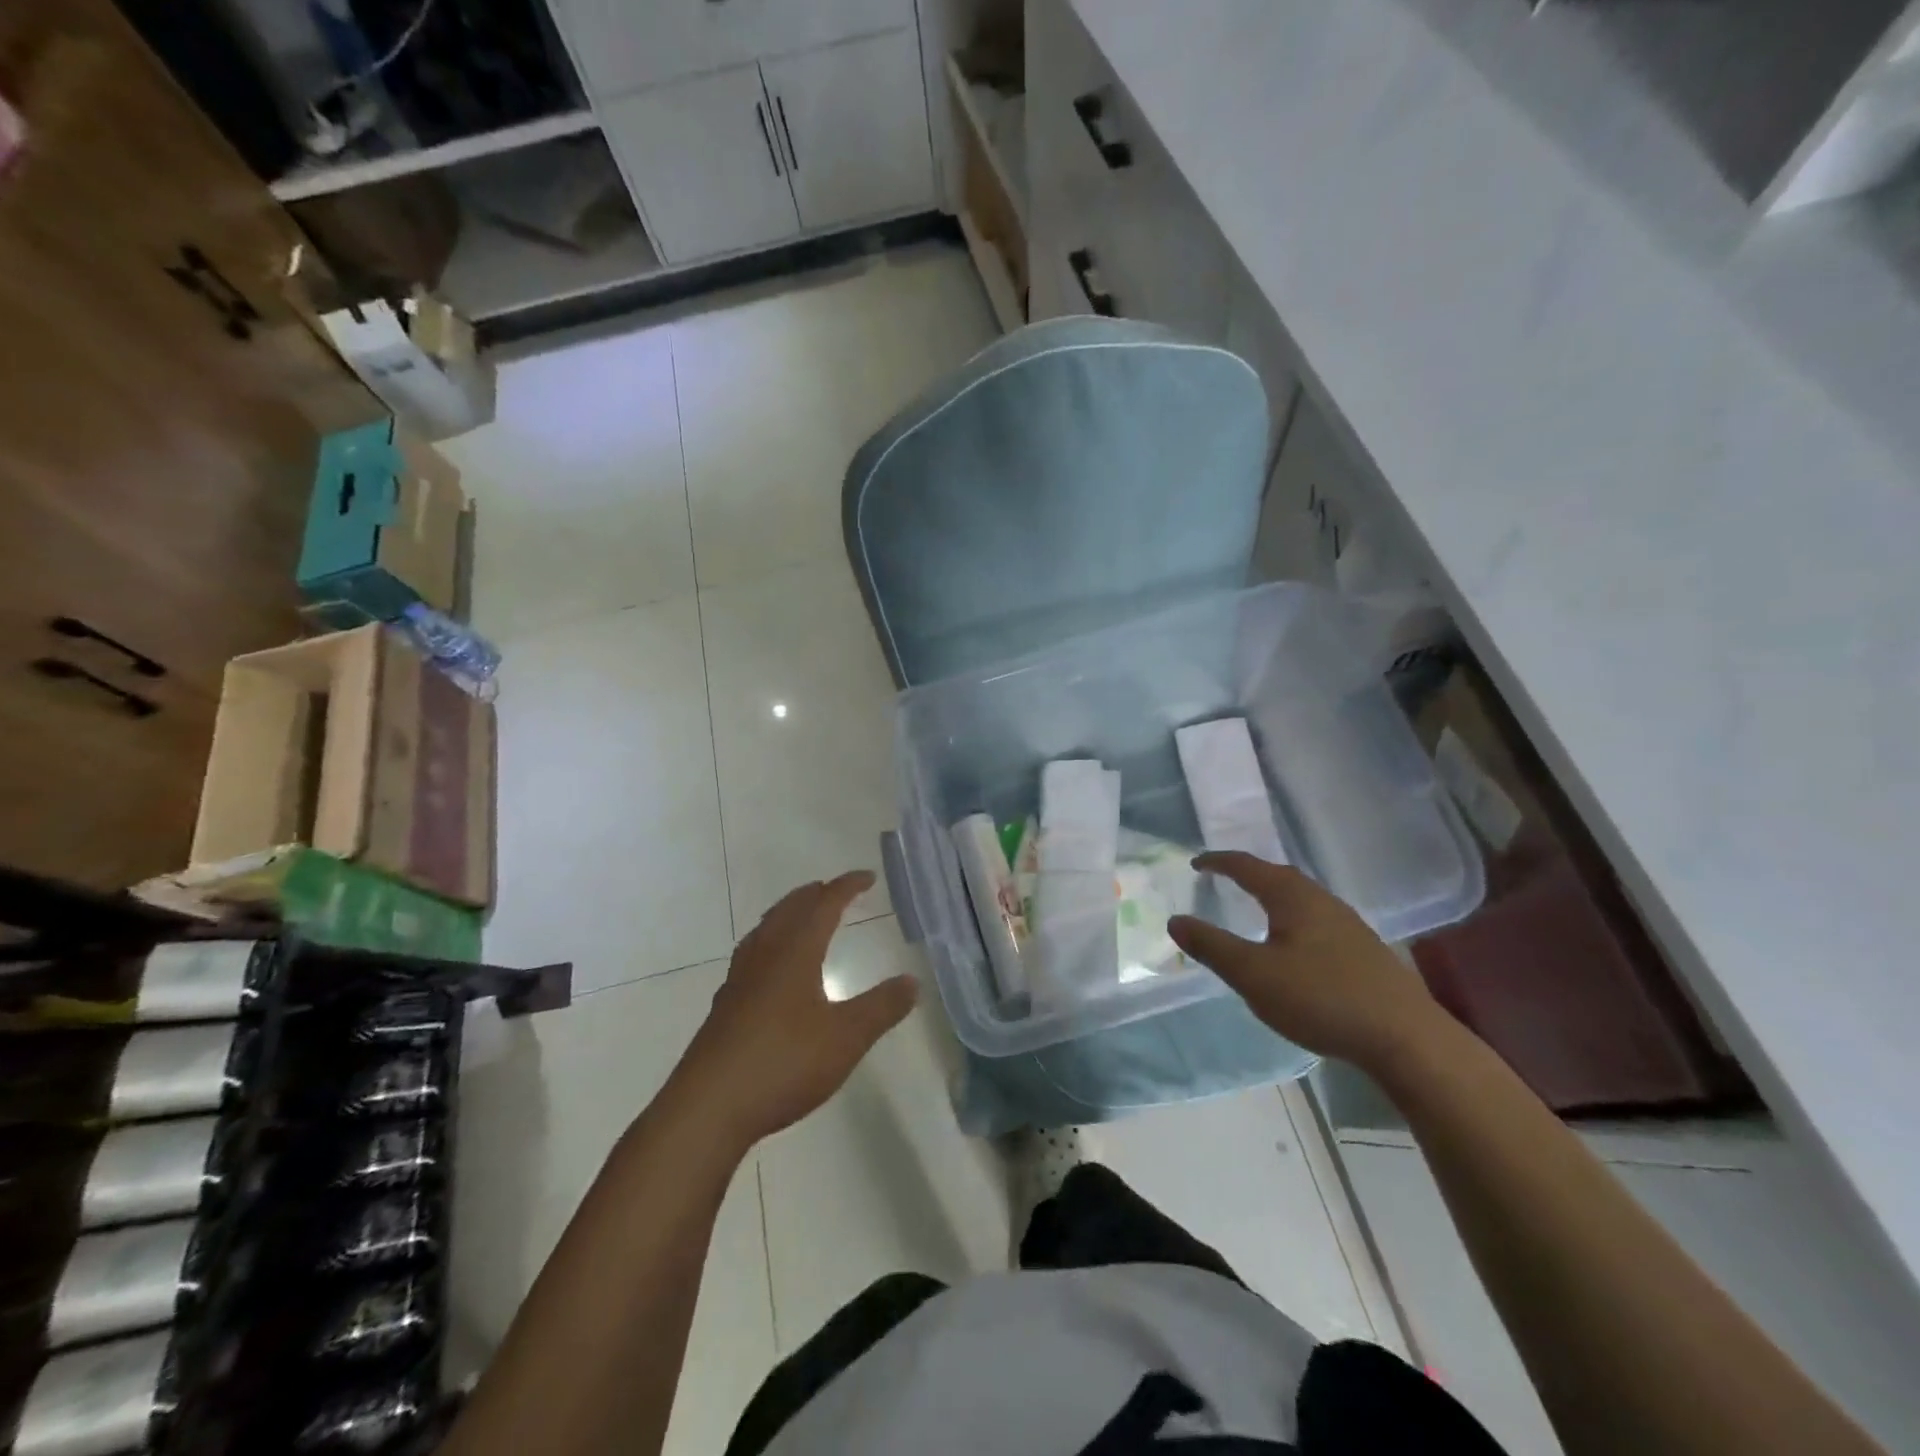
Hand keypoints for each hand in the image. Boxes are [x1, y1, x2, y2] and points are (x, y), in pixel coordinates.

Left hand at [672, 871, 918, 1147]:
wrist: (708, 1108)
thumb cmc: (783, 1062)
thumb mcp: (846, 1037)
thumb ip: (881, 1008)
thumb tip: (912, 980)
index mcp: (794, 952)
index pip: (823, 905)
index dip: (846, 887)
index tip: (867, 877)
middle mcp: (764, 956)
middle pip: (789, 910)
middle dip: (814, 895)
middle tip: (834, 890)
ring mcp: (739, 981)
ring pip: (765, 930)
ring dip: (788, 914)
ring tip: (802, 917)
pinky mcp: (725, 1007)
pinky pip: (752, 955)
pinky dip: (770, 943)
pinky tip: (772, 969)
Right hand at [1167, 851, 1446, 1071]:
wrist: (1406, 1039)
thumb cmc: (1321, 998)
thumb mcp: (1253, 974)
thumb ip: (1212, 946)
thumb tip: (1175, 920)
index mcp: (1293, 897)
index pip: (1248, 867)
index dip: (1219, 862)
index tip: (1196, 863)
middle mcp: (1322, 901)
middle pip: (1279, 876)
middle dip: (1248, 874)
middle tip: (1222, 879)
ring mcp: (1349, 925)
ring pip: (1302, 898)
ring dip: (1273, 896)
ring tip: (1255, 907)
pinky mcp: (1364, 951)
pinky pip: (1317, 919)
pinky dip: (1293, 918)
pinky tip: (1294, 944)